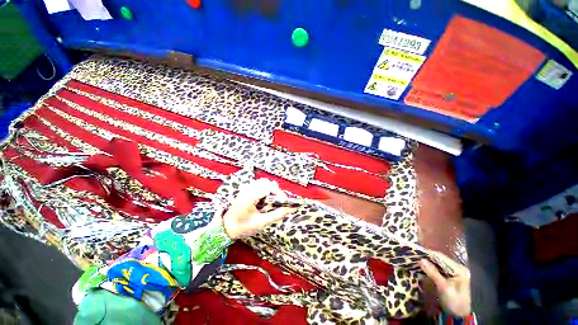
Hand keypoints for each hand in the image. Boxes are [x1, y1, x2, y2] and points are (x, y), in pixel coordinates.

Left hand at [222, 179, 296, 238]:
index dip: (280, 193)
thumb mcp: (261, 223)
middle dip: (276, 191)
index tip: (284, 203)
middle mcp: (248, 188)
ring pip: (264, 182)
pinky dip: (265, 190)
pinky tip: (265, 200)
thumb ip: (277, 215)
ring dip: (271, 190)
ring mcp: (246, 188)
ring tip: (273, 202)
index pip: (270, 187)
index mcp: (251, 195)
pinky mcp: (246, 189)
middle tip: (279, 203)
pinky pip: (259, 185)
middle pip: (267, 182)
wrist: (226, 227)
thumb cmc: (243, 226)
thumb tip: (291, 209)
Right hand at [419, 251, 470, 316]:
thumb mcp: (444, 288)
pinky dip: (433, 268)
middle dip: (428, 258)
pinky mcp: (453, 277)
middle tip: (414, 257)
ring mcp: (457, 273)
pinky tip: (426, 268)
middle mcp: (459, 268)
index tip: (415, 252)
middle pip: (441, 259)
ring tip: (418, 262)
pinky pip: (441, 269)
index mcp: (459, 269)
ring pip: (440, 264)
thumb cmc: (455, 302)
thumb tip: (420, 260)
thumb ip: (433, 273)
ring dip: (429, 263)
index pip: (441, 257)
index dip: (428, 254)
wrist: (462, 317)